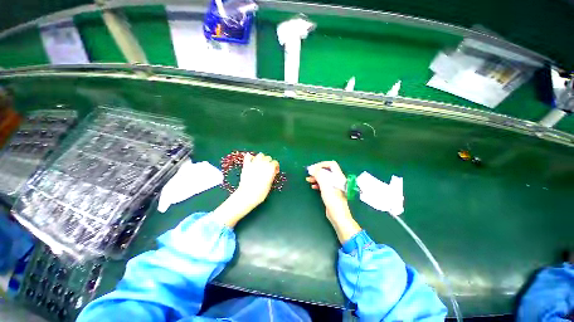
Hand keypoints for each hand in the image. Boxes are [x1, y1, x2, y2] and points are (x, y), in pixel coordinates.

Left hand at [213, 153, 278, 226]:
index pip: (275, 162)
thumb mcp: (269, 184)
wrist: (247, 195)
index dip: (275, 167)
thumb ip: (271, 176)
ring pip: (260, 155)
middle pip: (268, 158)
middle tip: (268, 168)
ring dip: (262, 158)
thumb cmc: (260, 193)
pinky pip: (248, 156)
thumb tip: (272, 172)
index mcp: (270, 169)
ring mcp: (254, 163)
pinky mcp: (246, 165)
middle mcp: (263, 164)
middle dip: (269, 162)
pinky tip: (252, 161)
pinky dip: (251, 157)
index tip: (275, 172)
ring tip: (261, 164)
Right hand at [307, 161, 360, 242]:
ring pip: (324, 178)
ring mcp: (334, 186)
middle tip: (309, 174)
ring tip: (308, 180)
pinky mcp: (331, 192)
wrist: (338, 215)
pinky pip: (324, 184)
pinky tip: (313, 186)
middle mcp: (337, 180)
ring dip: (316, 177)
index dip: (322, 164)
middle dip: (317, 171)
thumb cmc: (333, 199)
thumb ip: (319, 175)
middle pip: (327, 171)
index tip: (313, 168)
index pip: (331, 164)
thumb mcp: (325, 185)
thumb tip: (311, 168)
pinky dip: (318, 184)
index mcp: (338, 176)